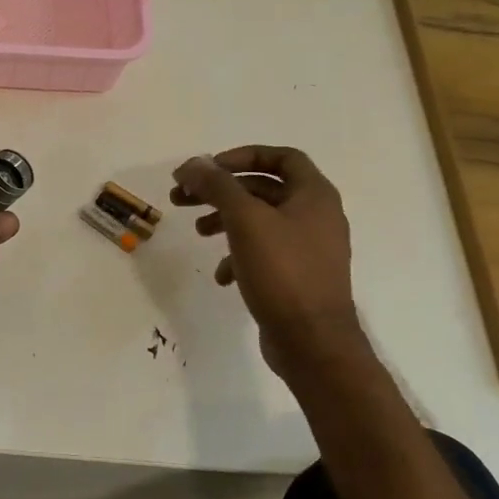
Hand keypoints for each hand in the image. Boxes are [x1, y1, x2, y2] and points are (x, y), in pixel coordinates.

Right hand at [172, 145, 364, 374]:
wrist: (313, 342)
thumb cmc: (283, 272)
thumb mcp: (245, 220)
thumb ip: (218, 186)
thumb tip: (192, 163)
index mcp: (314, 195)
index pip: (281, 157)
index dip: (242, 156)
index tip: (208, 169)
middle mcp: (316, 216)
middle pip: (263, 189)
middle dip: (221, 190)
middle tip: (182, 197)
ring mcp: (309, 249)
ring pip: (260, 221)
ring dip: (225, 221)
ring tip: (197, 232)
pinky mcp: (298, 277)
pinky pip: (264, 254)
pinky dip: (239, 256)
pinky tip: (222, 275)